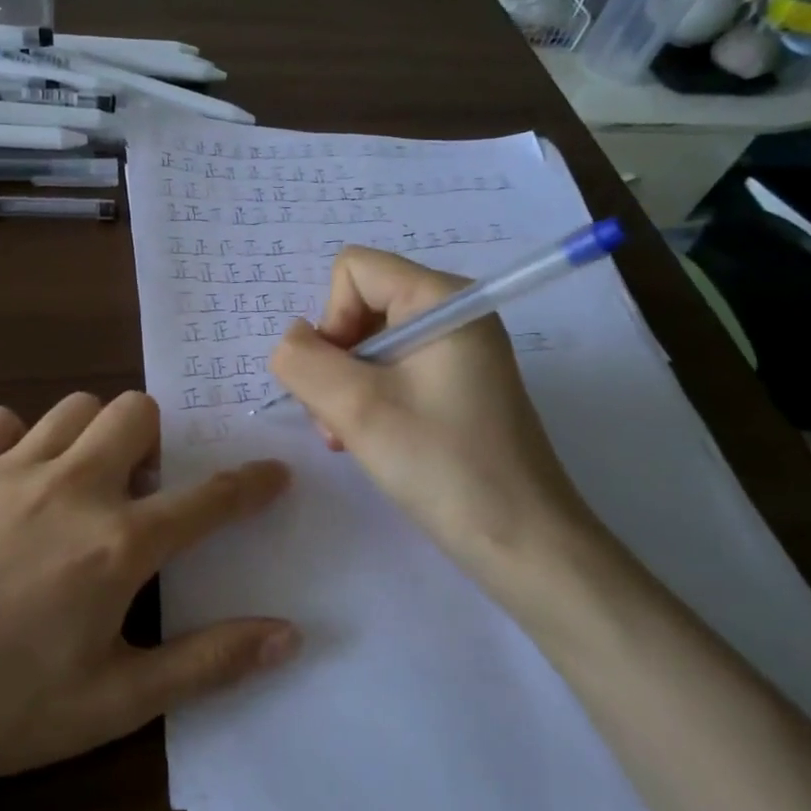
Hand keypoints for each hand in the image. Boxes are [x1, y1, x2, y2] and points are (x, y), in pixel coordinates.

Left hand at [0, 392, 295, 803]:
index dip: (251, 482)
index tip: (273, 471)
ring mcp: (7, 470)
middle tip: (140, 490)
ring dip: (92, 436)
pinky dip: (19, 439)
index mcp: (118, 545)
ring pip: (74, 407)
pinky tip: (14, 481)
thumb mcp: (117, 702)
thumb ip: (208, 662)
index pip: (209, 497)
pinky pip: (1, 422)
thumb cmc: (4, 710)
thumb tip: (288, 635)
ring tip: (80, 483)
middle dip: (154, 442)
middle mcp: (71, 488)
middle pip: (136, 412)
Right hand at [269, 246, 602, 605]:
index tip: (341, 379)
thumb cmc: (442, 465)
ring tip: (349, 438)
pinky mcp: (454, 387)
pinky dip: (367, 403)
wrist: (519, 540)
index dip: (330, 319)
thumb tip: (290, 342)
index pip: (353, 270)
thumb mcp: (357, 408)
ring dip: (344, 390)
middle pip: (358, 307)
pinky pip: (390, 374)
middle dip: (334, 362)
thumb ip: (303, 362)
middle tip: (338, 419)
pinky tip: (367, 442)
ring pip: (367, 346)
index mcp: (441, 299)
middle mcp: (451, 315)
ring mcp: (456, 352)